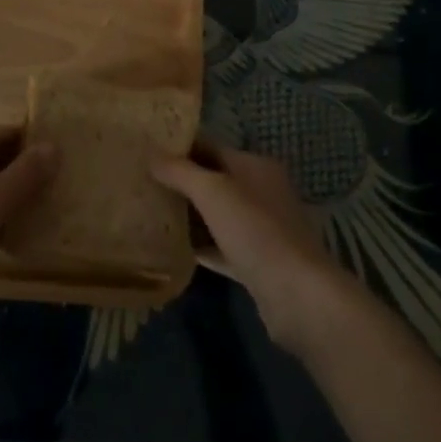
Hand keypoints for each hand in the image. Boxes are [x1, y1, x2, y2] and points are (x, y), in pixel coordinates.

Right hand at [152, 137, 351, 353]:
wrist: (297, 294)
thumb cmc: (255, 230)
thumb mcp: (213, 191)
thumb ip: (181, 171)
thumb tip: (151, 156)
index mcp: (255, 166)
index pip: (212, 147)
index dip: (181, 147)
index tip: (148, 150)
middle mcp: (260, 192)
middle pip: (214, 180)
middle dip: (182, 181)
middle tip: (143, 181)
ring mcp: (260, 229)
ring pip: (217, 215)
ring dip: (189, 215)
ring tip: (152, 211)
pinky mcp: (256, 262)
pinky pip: (221, 247)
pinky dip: (200, 246)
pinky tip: (172, 248)